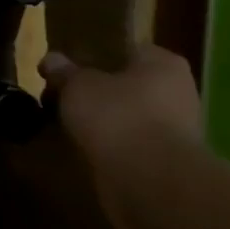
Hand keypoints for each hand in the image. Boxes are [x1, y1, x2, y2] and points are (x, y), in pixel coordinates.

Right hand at [39, 44, 201, 171]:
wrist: (149, 178)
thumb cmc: (117, 115)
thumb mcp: (77, 85)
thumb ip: (63, 71)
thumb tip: (51, 59)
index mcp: (163, 64)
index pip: (128, 50)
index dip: (95, 56)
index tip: (68, 67)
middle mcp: (177, 92)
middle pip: (127, 85)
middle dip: (97, 91)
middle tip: (61, 96)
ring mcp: (175, 129)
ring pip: (127, 116)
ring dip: (101, 121)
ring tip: (65, 124)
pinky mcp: (165, 160)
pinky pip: (128, 143)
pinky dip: (108, 145)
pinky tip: (82, 148)